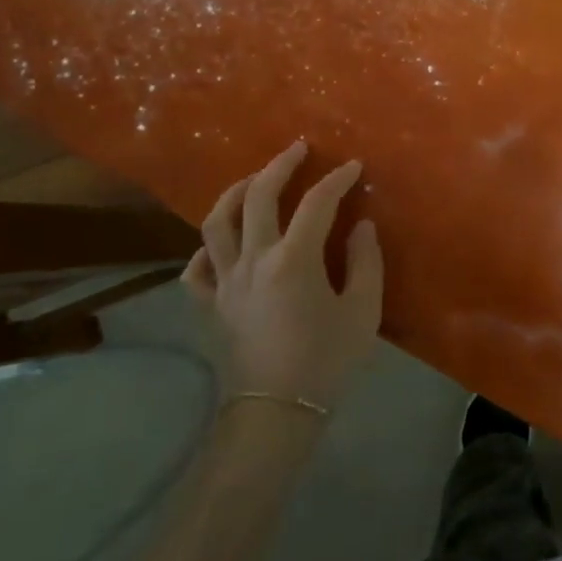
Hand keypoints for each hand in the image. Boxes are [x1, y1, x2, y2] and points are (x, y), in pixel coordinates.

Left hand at [182, 140, 382, 409]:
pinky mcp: (210, 303)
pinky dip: (206, 248)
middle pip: (259, 196)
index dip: (337, 179)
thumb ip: (365, 261)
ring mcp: (225, 281)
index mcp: (294, 260)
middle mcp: (253, 259)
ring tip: (253, 180)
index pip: (317, 203)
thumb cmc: (326, 361)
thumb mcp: (362, 311)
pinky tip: (222, 243)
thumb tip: (361, 225)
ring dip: (235, 192)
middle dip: (280, 165)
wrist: (277, 412)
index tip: (354, 166)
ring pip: (216, 222)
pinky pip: (196, 267)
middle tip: (298, 149)